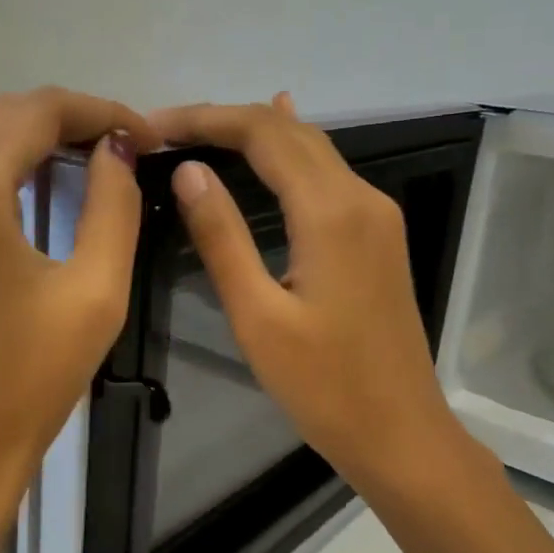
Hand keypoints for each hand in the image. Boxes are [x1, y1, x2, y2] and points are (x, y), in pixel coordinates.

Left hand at [0, 88, 158, 552]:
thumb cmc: (31, 381)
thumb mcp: (96, 292)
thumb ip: (113, 205)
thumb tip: (116, 150)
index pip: (37, 112)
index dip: (98, 111)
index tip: (144, 134)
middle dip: (61, 118)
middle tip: (116, 147)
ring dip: (20, 131)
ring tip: (74, 160)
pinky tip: (23, 185)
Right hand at [149, 94, 472, 507]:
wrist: (400, 433)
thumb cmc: (323, 386)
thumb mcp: (257, 316)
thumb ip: (222, 237)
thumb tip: (188, 171)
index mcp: (331, 212)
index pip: (263, 134)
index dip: (205, 119)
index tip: (154, 126)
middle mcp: (361, 198)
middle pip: (289, 132)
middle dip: (226, 120)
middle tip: (166, 130)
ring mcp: (376, 215)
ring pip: (312, 149)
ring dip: (256, 134)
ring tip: (198, 134)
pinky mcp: (378, 235)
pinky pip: (328, 174)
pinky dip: (289, 153)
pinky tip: (277, 135)